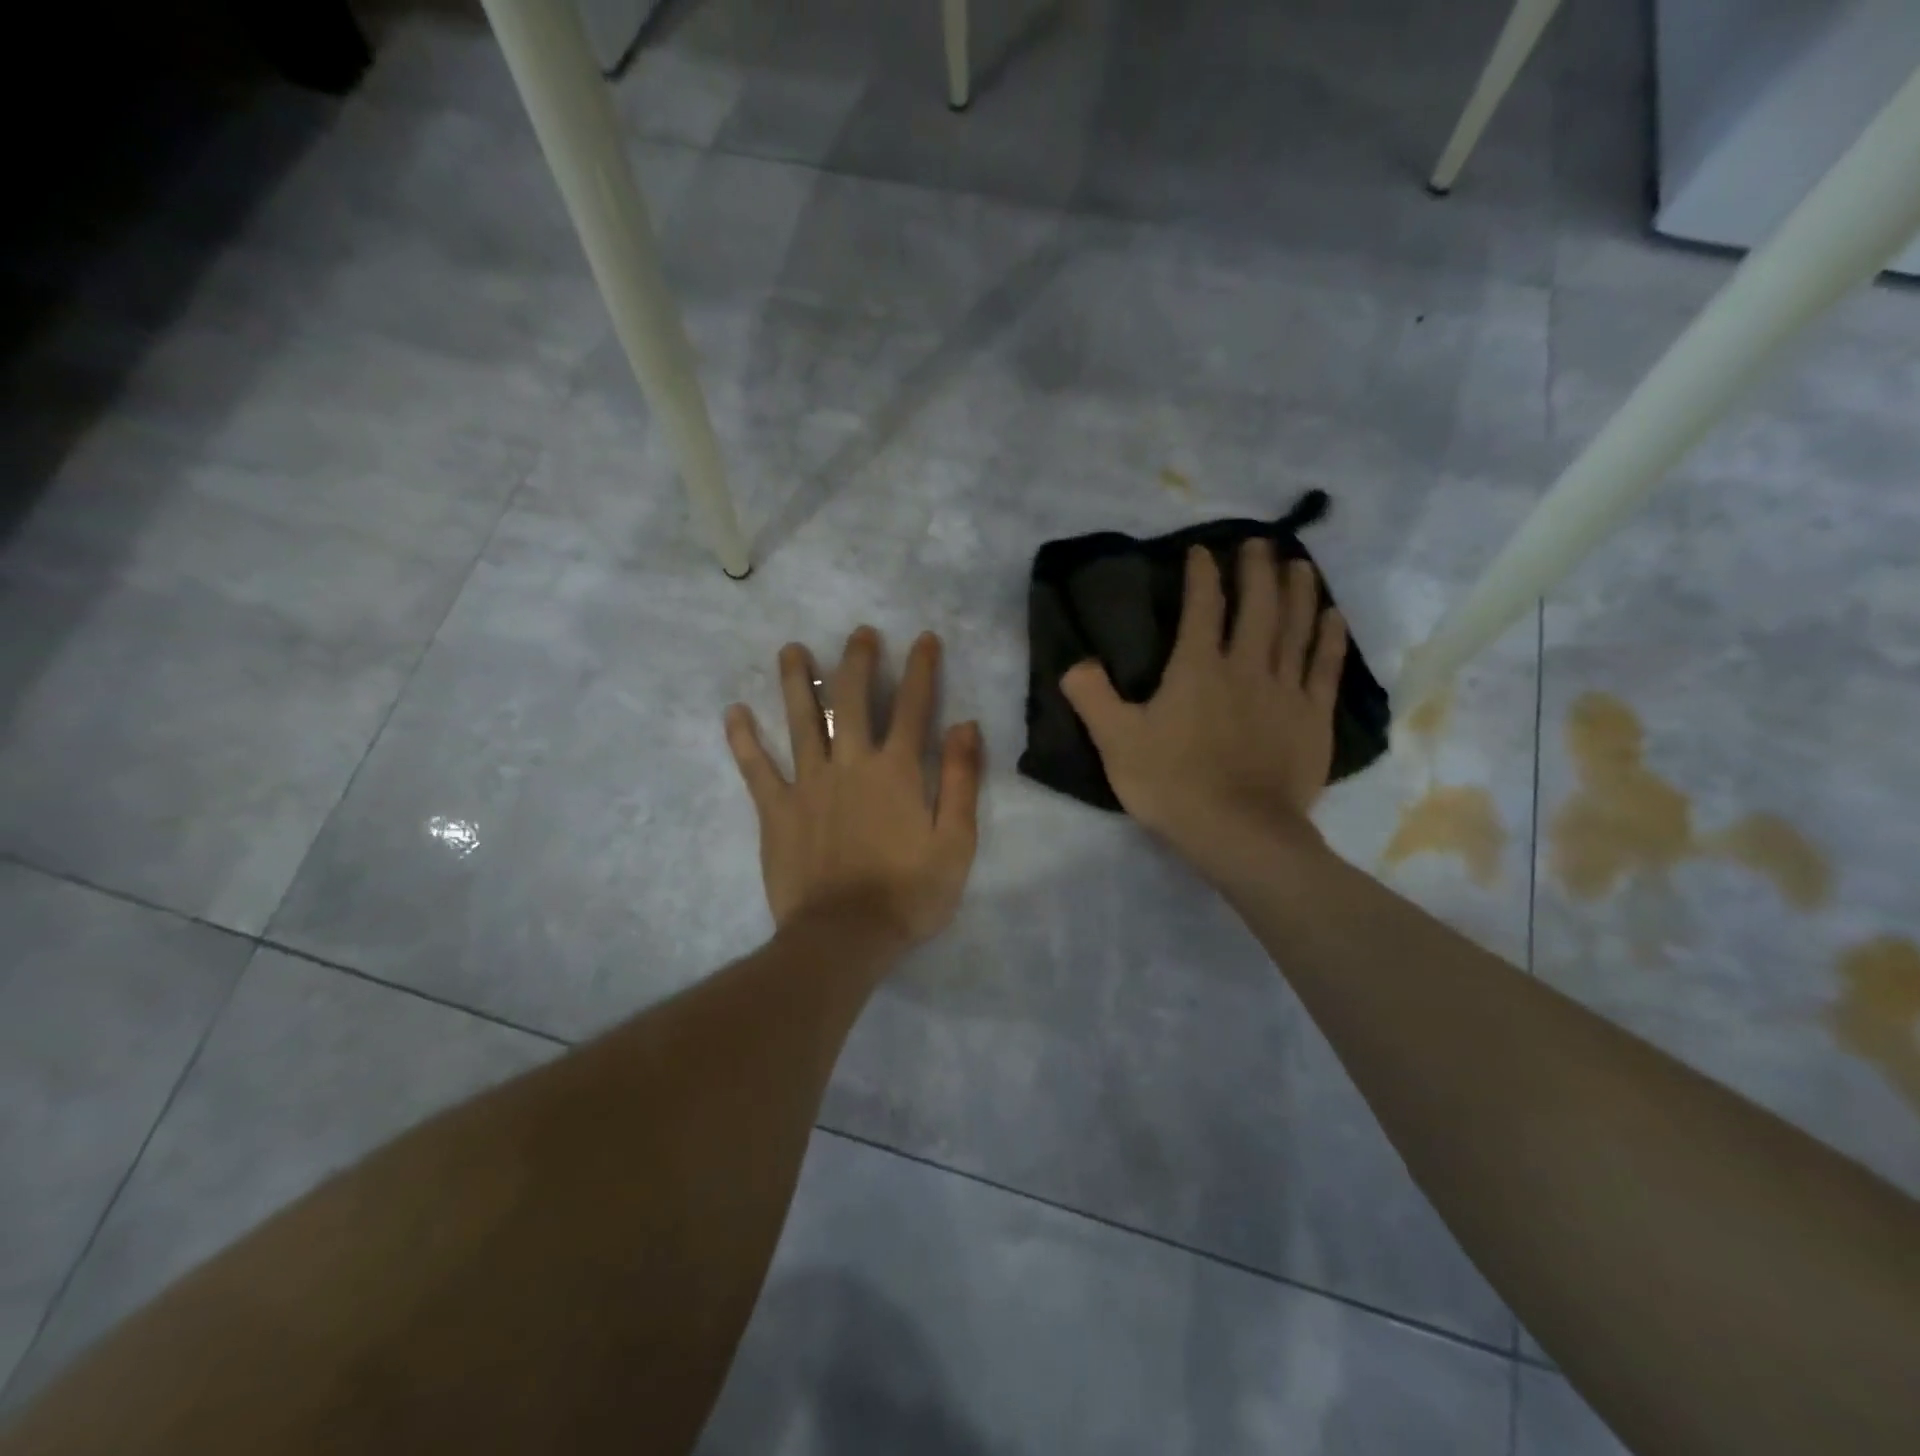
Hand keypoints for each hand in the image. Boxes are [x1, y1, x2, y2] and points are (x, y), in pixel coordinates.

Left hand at [726, 627, 982, 947]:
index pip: (913, 707)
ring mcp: (808, 784)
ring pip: (801, 720)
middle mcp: (850, 764)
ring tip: (791, 649)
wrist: (845, 937)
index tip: (923, 638)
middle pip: (852, 699)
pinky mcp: (776, 810)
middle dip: (857, 661)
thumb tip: (965, 725)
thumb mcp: (955, 842)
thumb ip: (960, 780)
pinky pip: (756, 768)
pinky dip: (744, 740)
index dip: (921, 669)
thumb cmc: (908, 894)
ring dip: (796, 682)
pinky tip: (734, 713)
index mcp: (896, 771)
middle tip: (858, 633)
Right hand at [1061, 543, 1345, 867]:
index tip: (1202, 552)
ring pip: (1295, 627)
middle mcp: (1245, 666)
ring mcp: (1285, 690)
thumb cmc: (1172, 784)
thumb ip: (1092, 697)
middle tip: (1259, 542)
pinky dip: (1329, 638)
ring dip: (1298, 591)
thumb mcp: (1115, 742)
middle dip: (1257, 570)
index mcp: (1197, 669)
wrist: (1238, 831)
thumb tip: (1075, 662)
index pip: (1201, 608)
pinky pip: (1325, 667)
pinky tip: (1332, 616)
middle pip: (1257, 606)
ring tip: (1300, 564)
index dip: (1201, 576)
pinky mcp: (1312, 717)